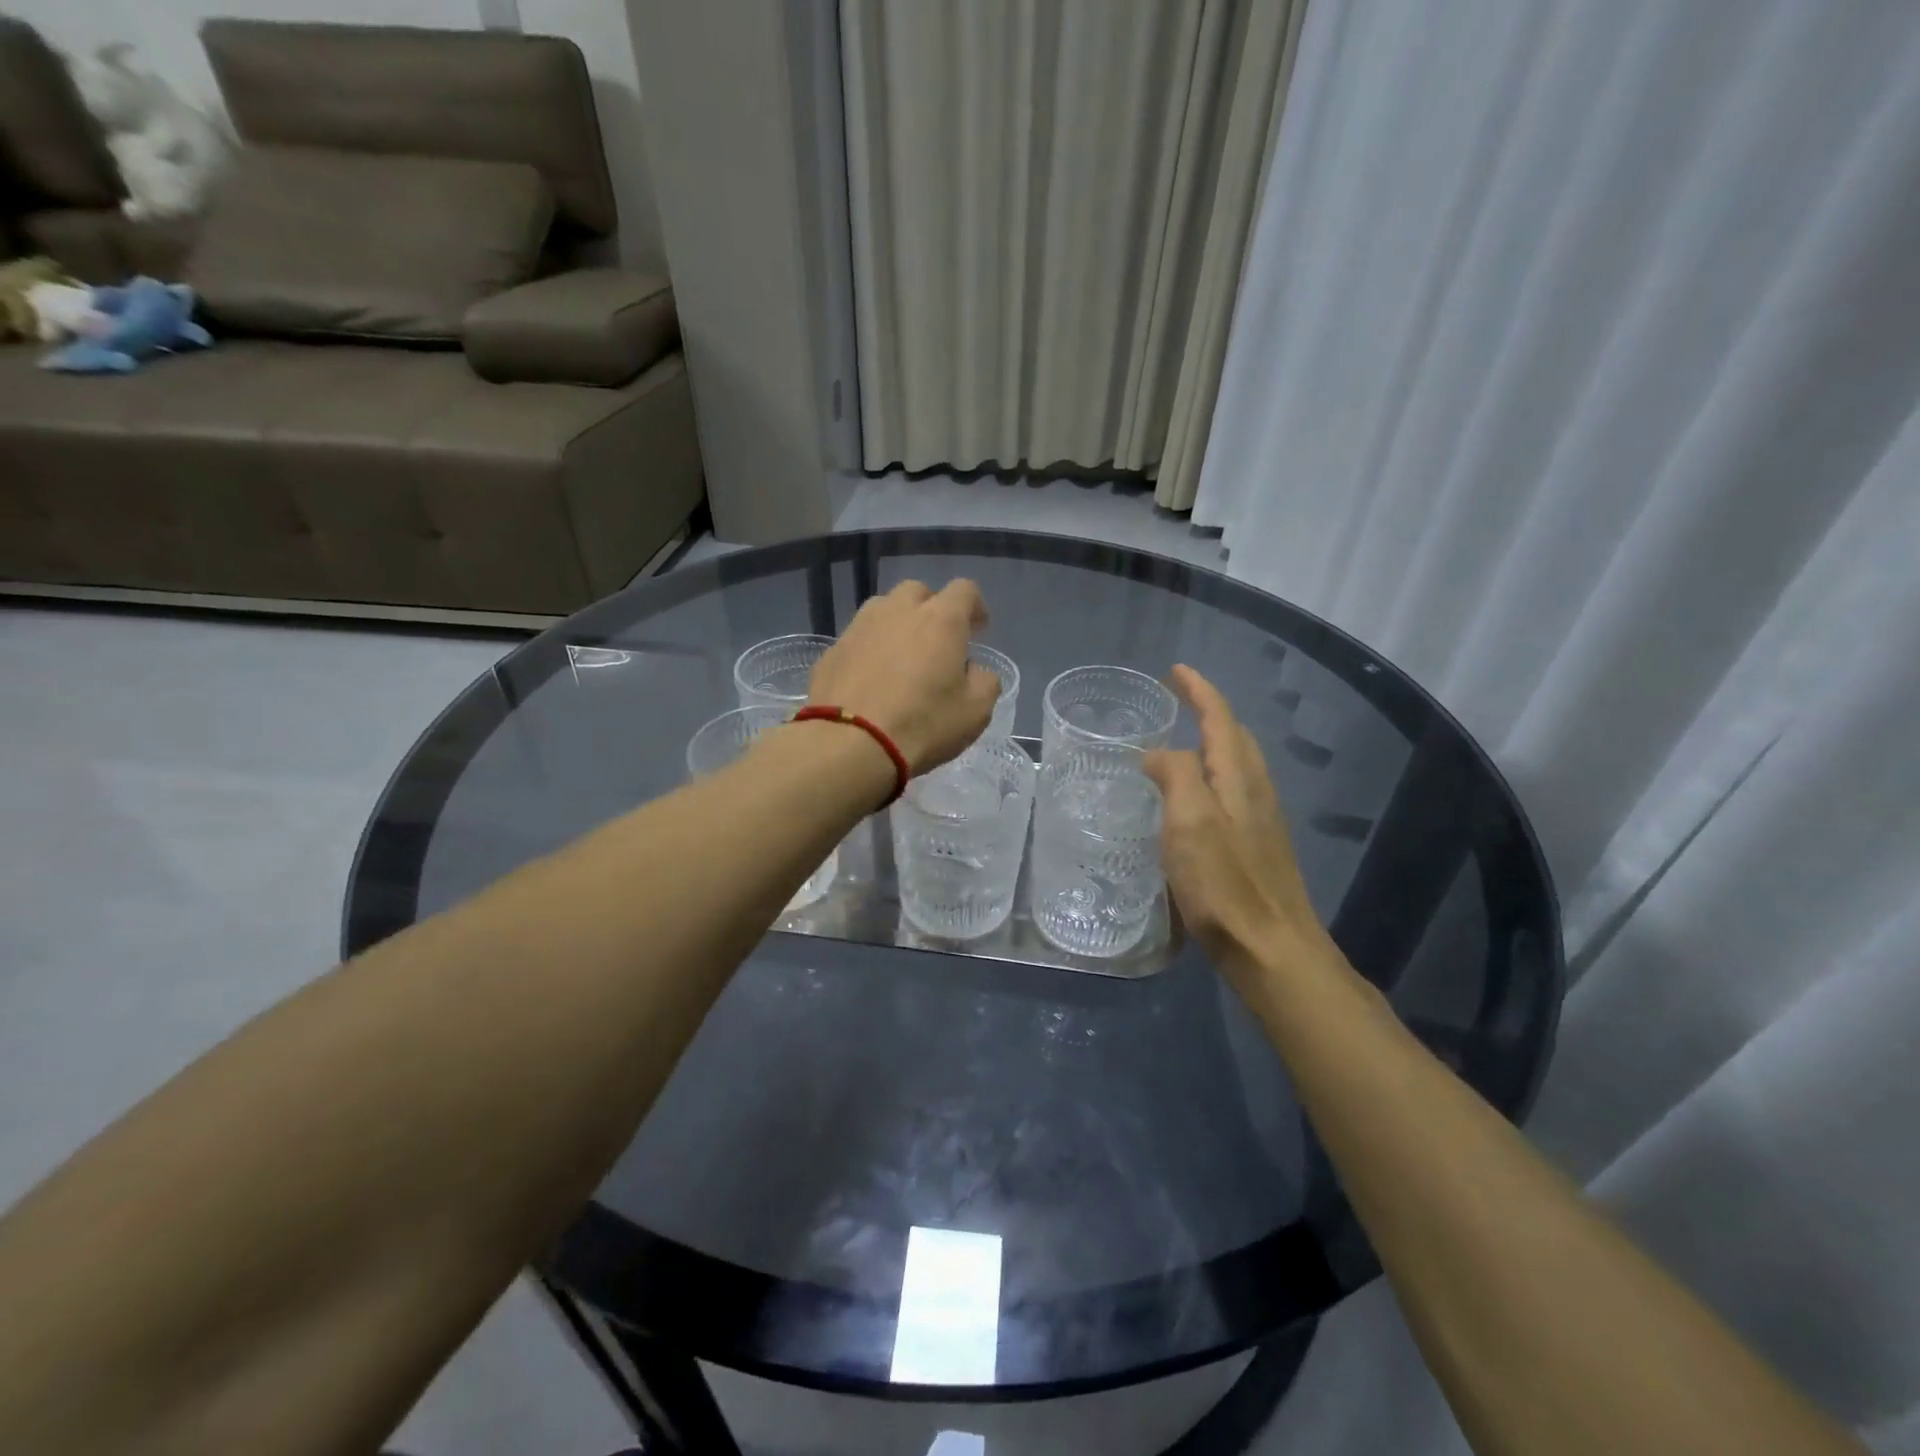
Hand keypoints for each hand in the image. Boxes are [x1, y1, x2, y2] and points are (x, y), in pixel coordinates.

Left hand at [806, 579, 1000, 773]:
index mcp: (940, 619)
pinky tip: (870, 681)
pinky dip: (869, 651)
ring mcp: (859, 627)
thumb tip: (973, 669)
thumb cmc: (922, 725)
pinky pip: (857, 639)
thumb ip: (984, 681)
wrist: (848, 745)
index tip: (977, 632)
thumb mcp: (975, 712)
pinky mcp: (832, 650)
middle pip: (917, 592)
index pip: (964, 590)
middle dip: (931, 610)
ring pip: (882, 610)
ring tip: (900, 659)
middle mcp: (898, 611)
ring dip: (896, 625)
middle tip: (936, 644)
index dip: (974, 607)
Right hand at [1144, 666, 1334, 974]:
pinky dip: (1211, 776)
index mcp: (1239, 777)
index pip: (1220, 718)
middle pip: (1234, 737)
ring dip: (1211, 743)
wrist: (1272, 949)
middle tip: (1177, 701)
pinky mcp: (1257, 846)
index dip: (1198, 690)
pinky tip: (1192, 799)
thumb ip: (1176, 776)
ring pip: (1237, 765)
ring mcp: (1261, 820)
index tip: (1176, 670)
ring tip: (1179, 743)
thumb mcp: (1189, 822)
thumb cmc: (1225, 884)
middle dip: (1208, 711)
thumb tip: (1159, 753)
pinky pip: (1233, 792)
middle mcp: (1256, 790)